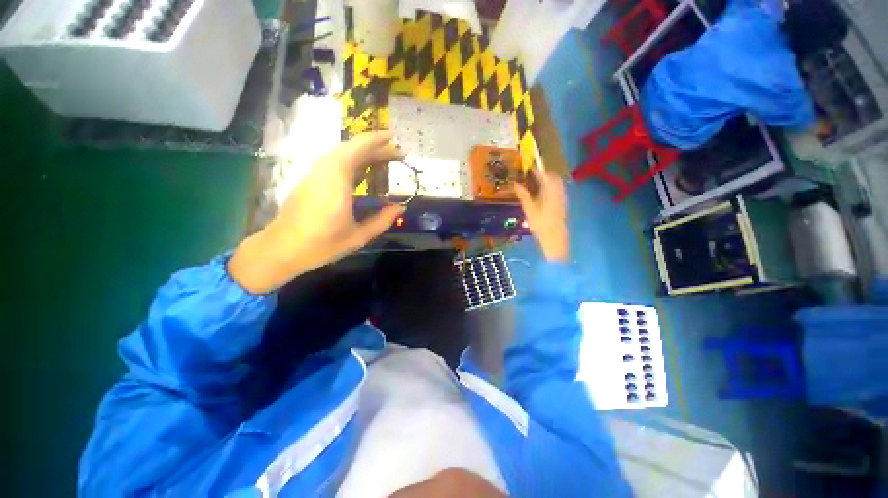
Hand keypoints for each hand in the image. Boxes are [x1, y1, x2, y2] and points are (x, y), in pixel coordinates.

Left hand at [229, 132, 404, 293]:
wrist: (281, 249)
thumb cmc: (322, 244)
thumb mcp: (358, 236)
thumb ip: (382, 220)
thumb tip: (400, 208)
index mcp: (337, 181)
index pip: (357, 149)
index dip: (377, 141)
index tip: (394, 139)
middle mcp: (324, 171)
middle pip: (350, 148)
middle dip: (374, 146)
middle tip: (395, 153)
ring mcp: (314, 174)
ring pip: (340, 152)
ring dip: (362, 151)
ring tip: (383, 158)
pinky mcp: (310, 179)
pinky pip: (333, 161)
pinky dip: (351, 159)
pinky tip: (362, 170)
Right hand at [514, 170, 568, 261]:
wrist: (554, 238)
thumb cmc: (540, 224)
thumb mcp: (529, 209)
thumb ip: (523, 195)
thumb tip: (516, 184)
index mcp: (551, 191)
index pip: (546, 175)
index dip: (537, 170)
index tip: (529, 169)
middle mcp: (559, 192)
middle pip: (553, 178)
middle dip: (543, 175)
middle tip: (532, 176)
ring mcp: (562, 198)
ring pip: (556, 184)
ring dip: (547, 182)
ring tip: (535, 185)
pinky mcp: (562, 204)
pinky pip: (557, 191)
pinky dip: (550, 189)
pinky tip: (542, 195)